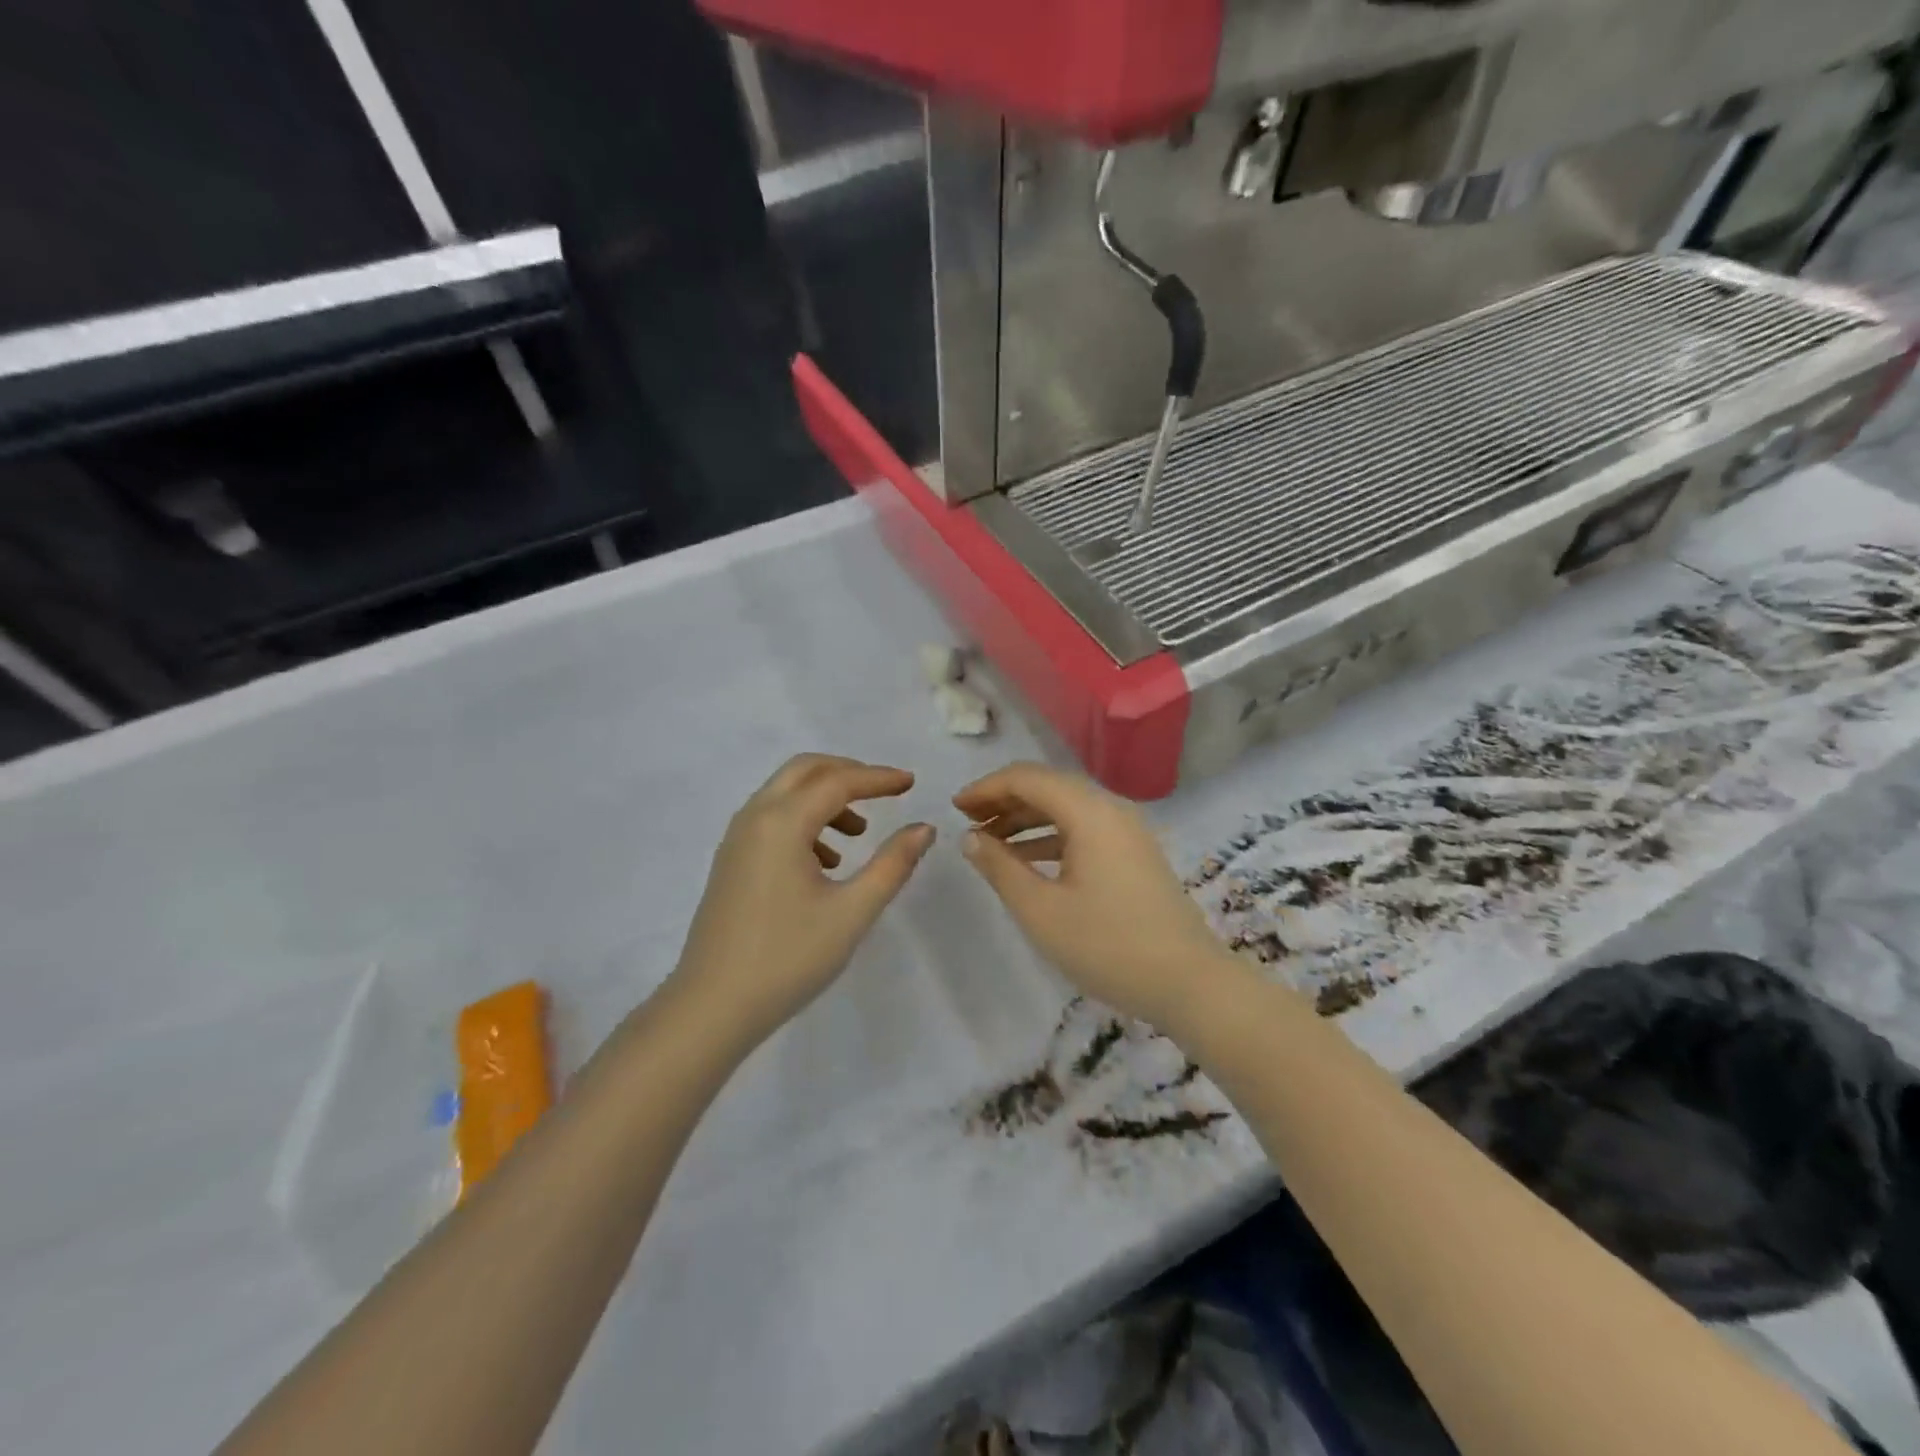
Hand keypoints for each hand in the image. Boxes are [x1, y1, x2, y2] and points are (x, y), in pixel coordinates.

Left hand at [670, 754, 934, 1046]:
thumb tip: (923, 828)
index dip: (879, 779)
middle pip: (805, 771)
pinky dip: (804, 821)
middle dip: (848, 773)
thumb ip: (892, 864)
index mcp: (782, 823)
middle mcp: (754, 818)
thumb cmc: (788, 958)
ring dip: (825, 798)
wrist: (712, 1007)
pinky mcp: (731, 861)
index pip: (838, 782)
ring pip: (785, 794)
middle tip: (884, 791)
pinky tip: (826, 863)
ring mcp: (737, 839)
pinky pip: (771, 819)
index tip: (911, 782)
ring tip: (858, 834)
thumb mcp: (852, 911)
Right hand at [954, 762, 1237, 1027]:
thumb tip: (970, 837)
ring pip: (1066, 808)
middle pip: (1048, 786)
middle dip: (1004, 800)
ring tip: (989, 842)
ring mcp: (1127, 830)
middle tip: (967, 823)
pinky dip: (1050, 836)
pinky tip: (1027, 860)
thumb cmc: (1108, 946)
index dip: (986, 787)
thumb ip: (1000, 867)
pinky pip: (1083, 829)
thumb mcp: (1041, 910)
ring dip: (1025, 818)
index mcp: (1089, 811)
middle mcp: (1110, 808)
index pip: (1027, 778)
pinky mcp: (1134, 853)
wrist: (1189, 984)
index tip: (954, 808)